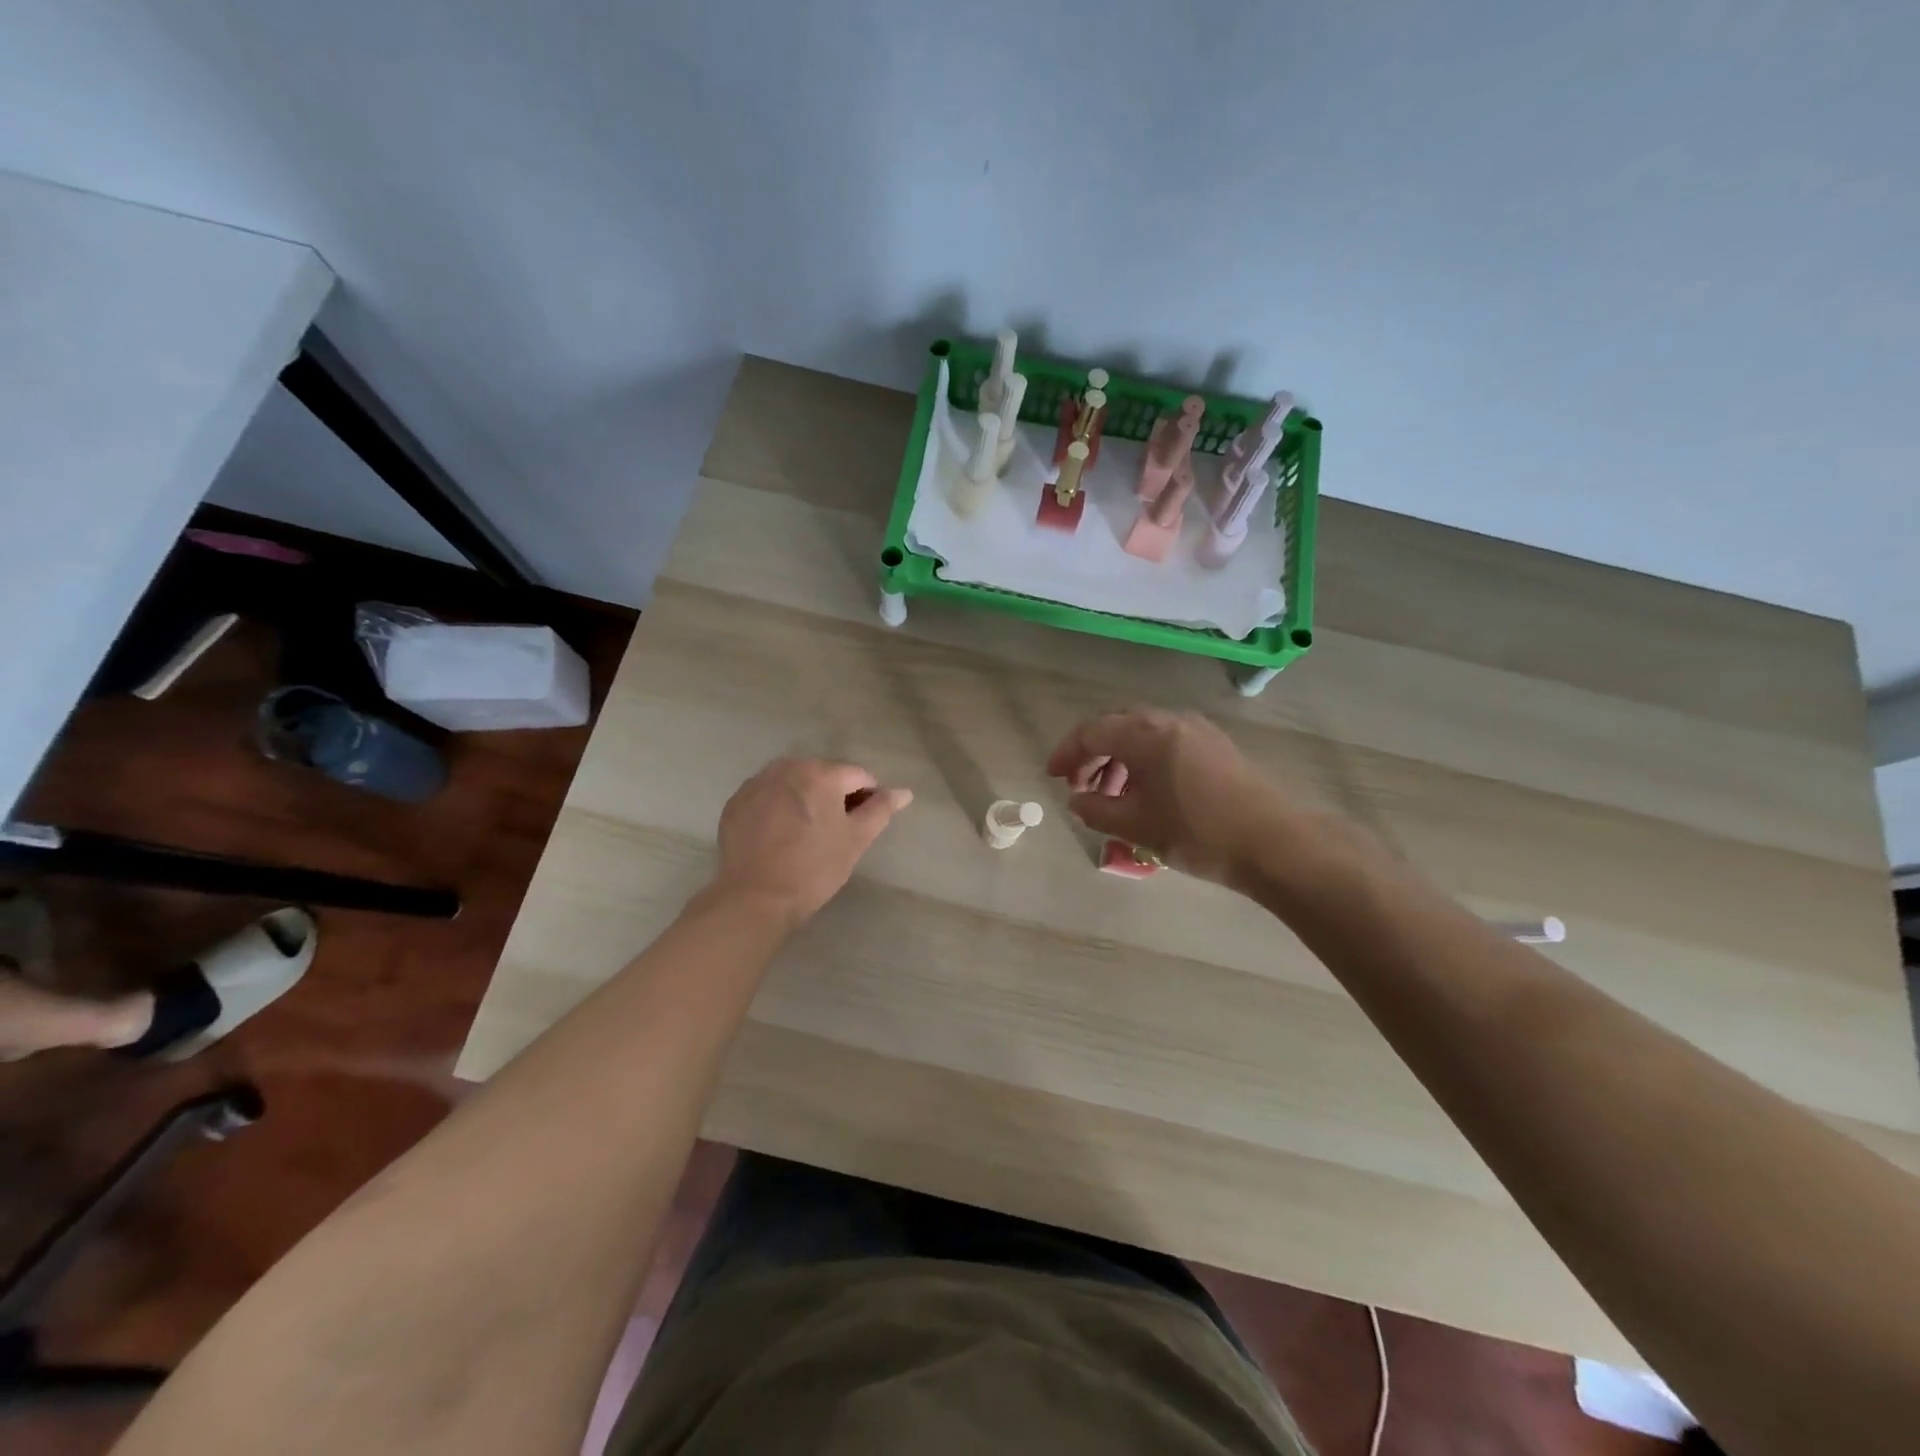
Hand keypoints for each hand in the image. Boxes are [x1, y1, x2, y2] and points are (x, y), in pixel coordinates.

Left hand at [711, 759, 911, 923]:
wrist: (755, 898)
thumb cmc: (814, 868)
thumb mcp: (856, 840)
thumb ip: (881, 809)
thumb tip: (904, 792)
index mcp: (822, 773)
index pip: (859, 776)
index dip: (868, 798)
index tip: (862, 826)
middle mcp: (788, 767)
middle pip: (824, 774)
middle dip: (835, 796)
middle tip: (835, 831)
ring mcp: (758, 782)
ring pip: (794, 782)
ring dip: (806, 798)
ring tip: (806, 832)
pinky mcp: (737, 801)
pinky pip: (768, 794)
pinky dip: (779, 806)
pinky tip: (779, 834)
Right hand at [1046, 707, 1285, 884]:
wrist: (1273, 843)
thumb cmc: (1197, 833)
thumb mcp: (1136, 826)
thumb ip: (1096, 810)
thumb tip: (1078, 800)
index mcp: (1145, 734)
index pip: (1091, 731)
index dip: (1066, 752)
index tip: (1053, 776)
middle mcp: (1169, 720)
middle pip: (1116, 726)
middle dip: (1092, 753)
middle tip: (1079, 785)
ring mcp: (1196, 729)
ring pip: (1142, 733)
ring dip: (1119, 758)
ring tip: (1111, 795)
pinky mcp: (1215, 744)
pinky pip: (1166, 741)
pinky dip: (1144, 759)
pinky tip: (1146, 792)